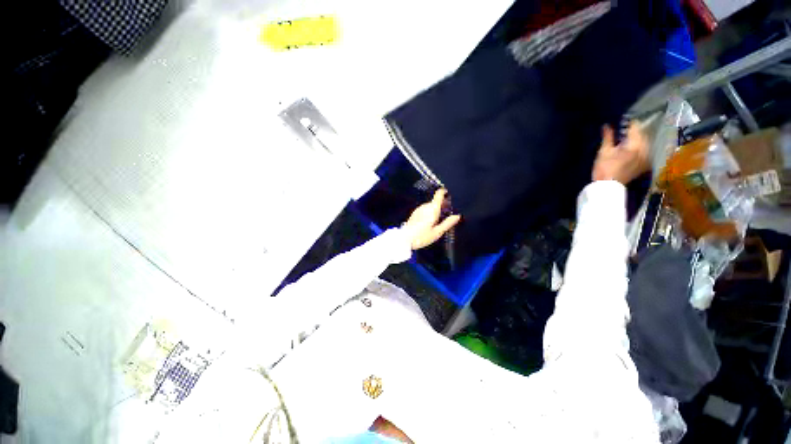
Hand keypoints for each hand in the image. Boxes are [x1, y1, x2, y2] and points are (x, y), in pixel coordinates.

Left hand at [403, 189, 460, 249]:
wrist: (405, 239)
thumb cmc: (422, 236)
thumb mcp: (437, 232)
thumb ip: (448, 223)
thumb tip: (457, 216)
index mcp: (432, 208)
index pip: (439, 194)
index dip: (445, 192)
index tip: (450, 195)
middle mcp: (425, 206)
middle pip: (436, 201)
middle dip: (443, 205)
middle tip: (449, 213)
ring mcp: (419, 209)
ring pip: (430, 206)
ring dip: (436, 209)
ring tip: (441, 219)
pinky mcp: (415, 213)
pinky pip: (425, 210)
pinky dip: (430, 212)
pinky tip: (431, 222)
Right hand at [592, 123, 650, 184]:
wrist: (608, 186)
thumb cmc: (604, 168)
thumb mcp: (604, 151)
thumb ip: (608, 137)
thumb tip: (607, 125)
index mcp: (635, 145)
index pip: (636, 128)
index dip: (629, 123)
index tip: (622, 121)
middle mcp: (645, 149)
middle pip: (642, 134)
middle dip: (634, 131)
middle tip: (624, 130)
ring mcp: (646, 157)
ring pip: (645, 142)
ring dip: (637, 139)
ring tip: (627, 139)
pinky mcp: (644, 163)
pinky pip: (645, 150)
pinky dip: (639, 147)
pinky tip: (631, 149)